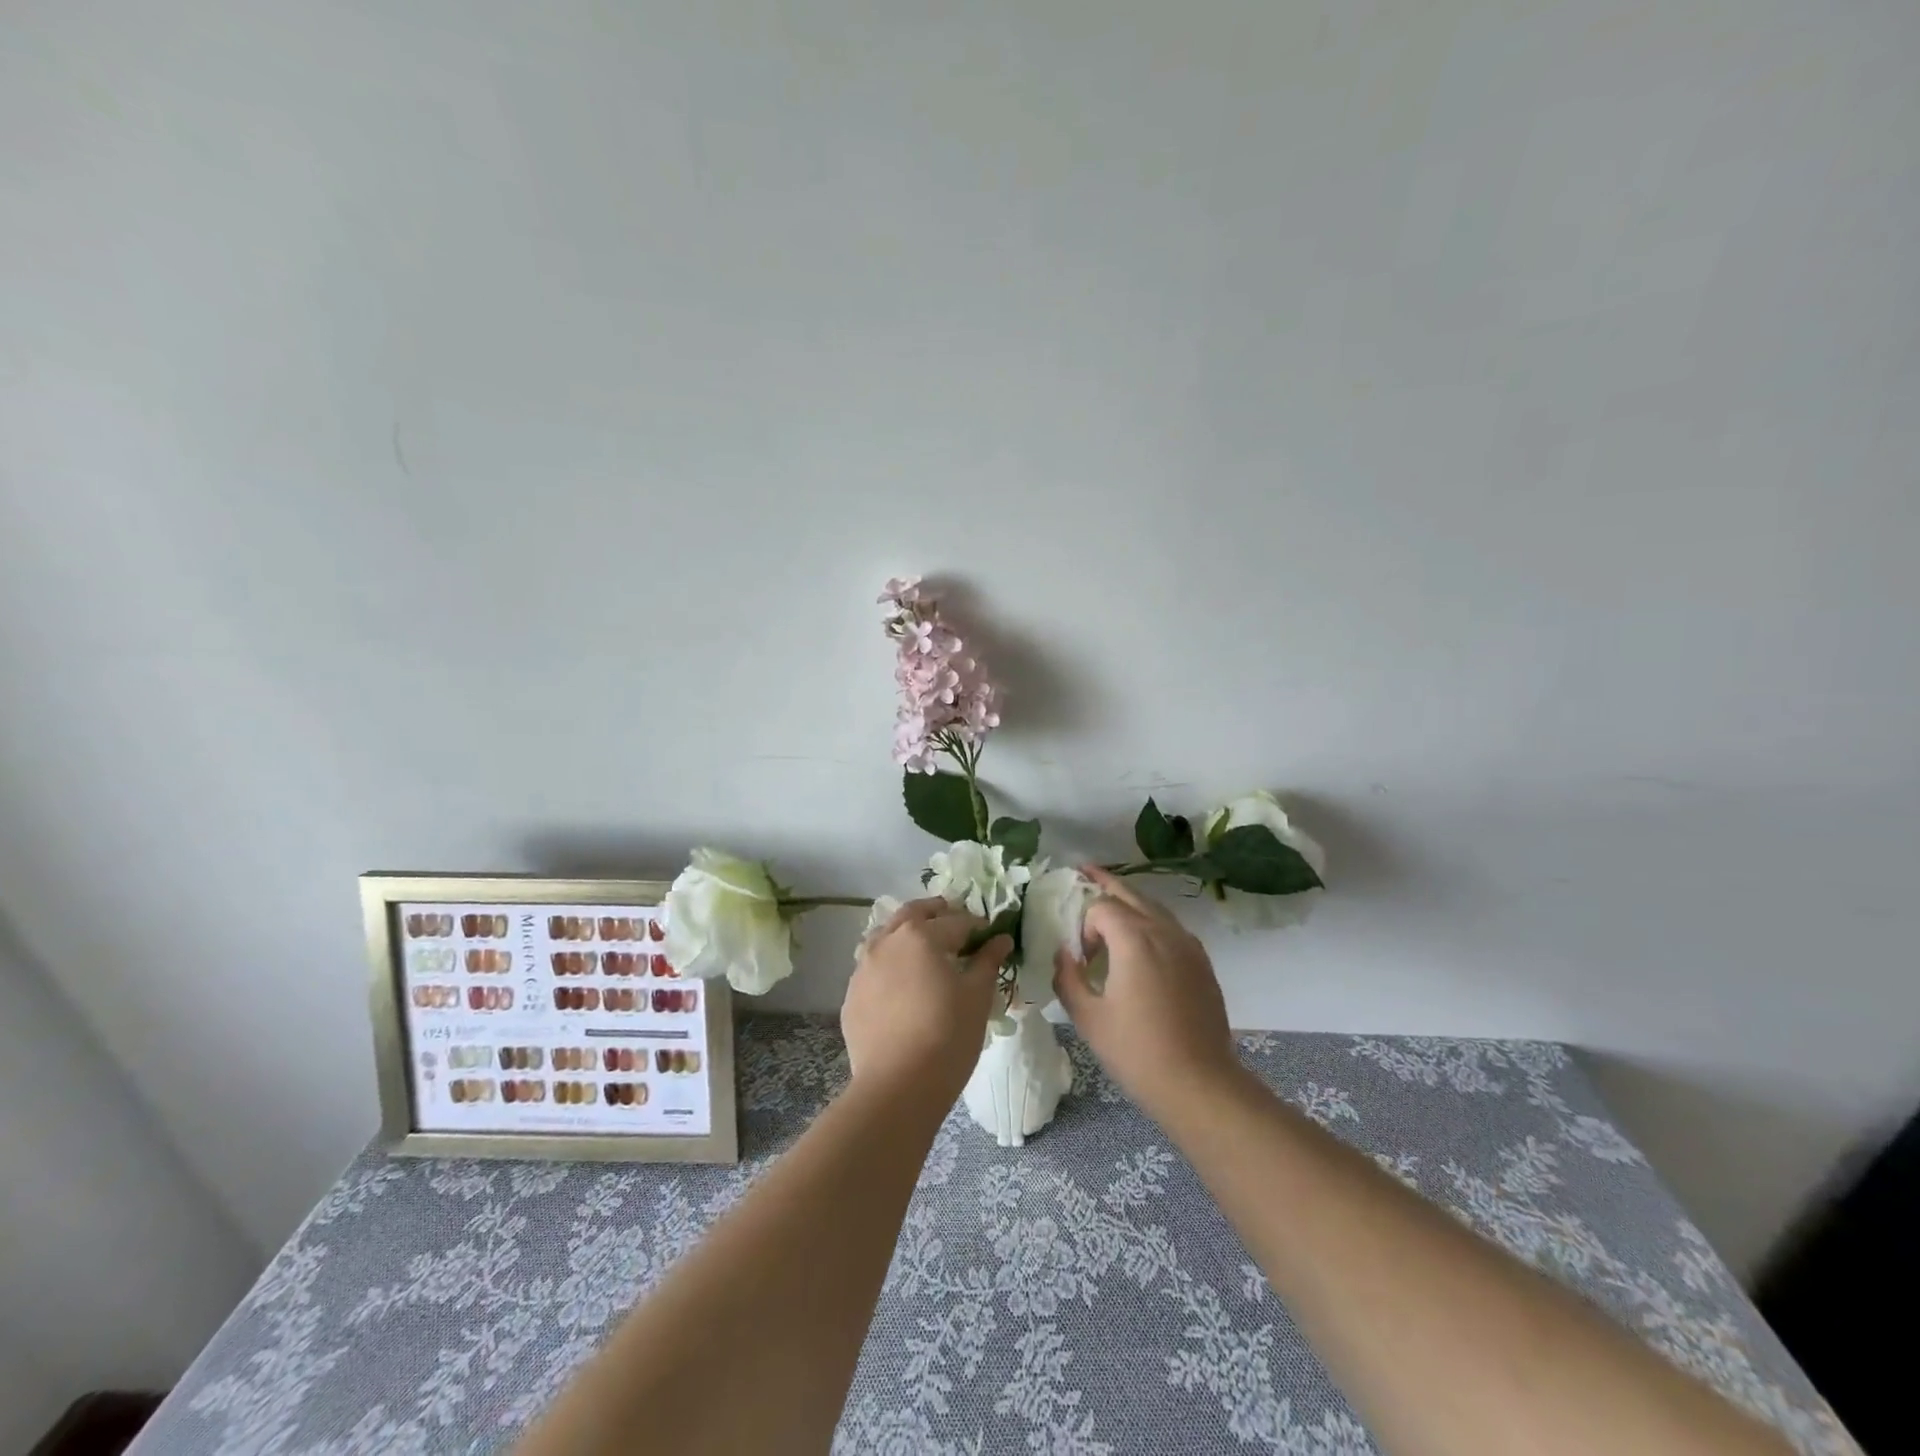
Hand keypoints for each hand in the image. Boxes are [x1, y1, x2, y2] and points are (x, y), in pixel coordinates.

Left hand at [842, 898, 1009, 1103]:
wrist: (898, 1087)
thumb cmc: (947, 1036)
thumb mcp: (977, 996)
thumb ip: (988, 961)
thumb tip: (1000, 939)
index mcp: (921, 935)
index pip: (956, 921)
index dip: (978, 927)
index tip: (990, 938)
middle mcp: (887, 941)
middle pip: (914, 914)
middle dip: (937, 915)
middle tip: (957, 930)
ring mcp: (863, 967)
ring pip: (886, 935)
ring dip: (907, 934)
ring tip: (926, 953)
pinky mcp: (851, 994)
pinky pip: (873, 966)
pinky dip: (890, 964)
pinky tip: (902, 986)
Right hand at [1052, 867, 1241, 1123]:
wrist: (1199, 1084)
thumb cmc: (1137, 1052)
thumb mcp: (1088, 1017)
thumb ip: (1067, 978)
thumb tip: (1063, 954)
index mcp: (1134, 939)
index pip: (1101, 907)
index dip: (1084, 925)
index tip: (1080, 958)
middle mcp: (1164, 931)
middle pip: (1131, 893)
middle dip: (1105, 882)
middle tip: (1084, 870)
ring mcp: (1189, 946)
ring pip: (1155, 908)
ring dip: (1130, 901)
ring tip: (1111, 901)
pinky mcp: (1202, 963)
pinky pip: (1172, 928)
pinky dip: (1152, 922)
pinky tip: (1143, 942)